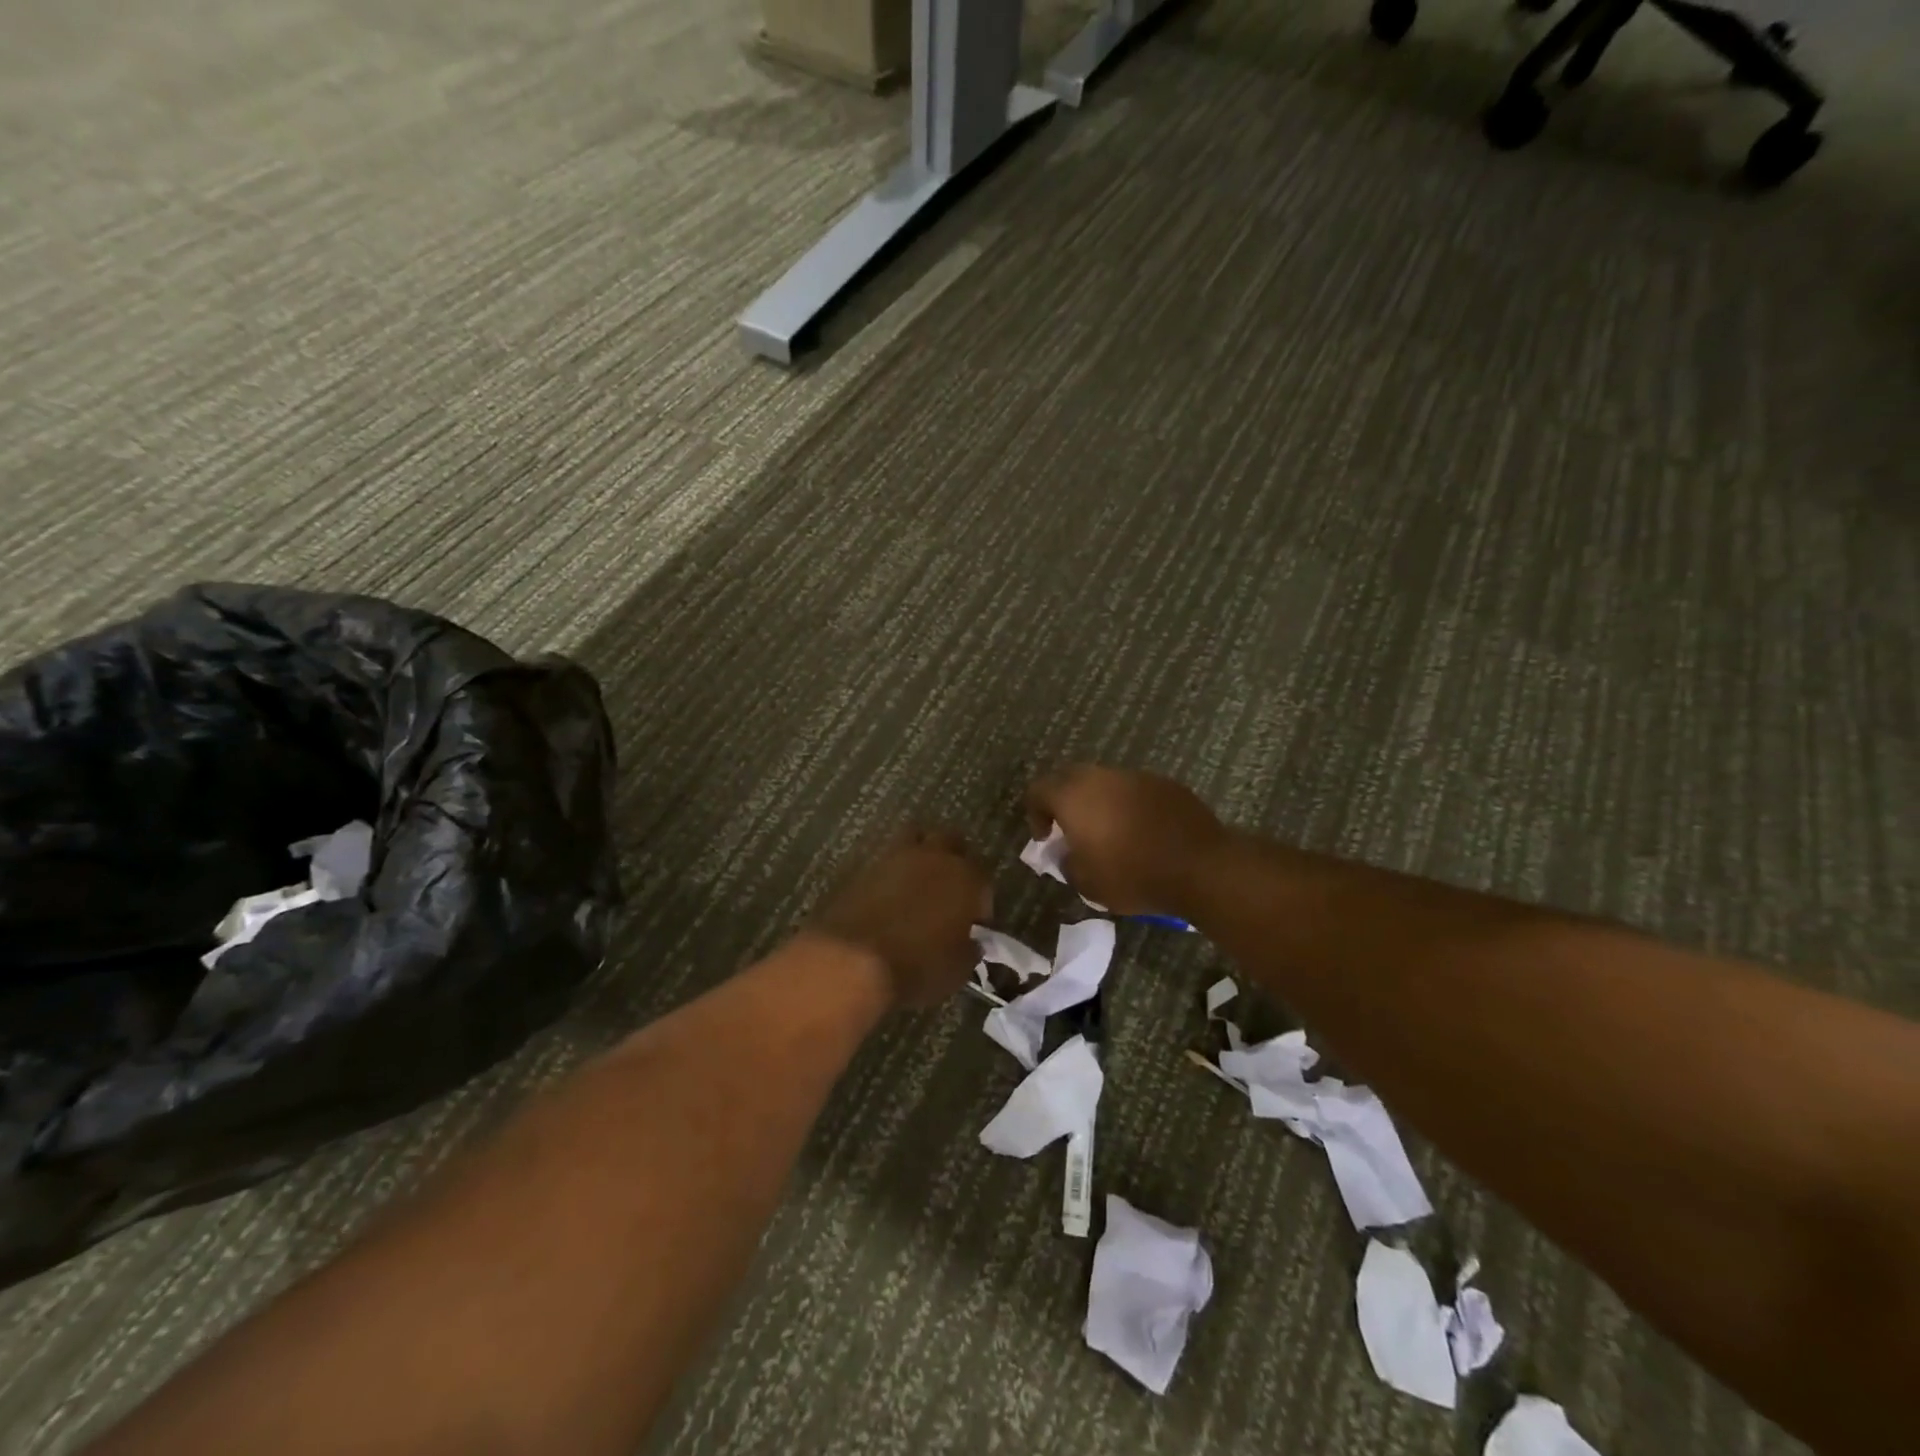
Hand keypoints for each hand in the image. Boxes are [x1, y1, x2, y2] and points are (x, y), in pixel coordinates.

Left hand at [808, 829, 991, 1007]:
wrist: (852, 960)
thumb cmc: (917, 966)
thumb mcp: (957, 970)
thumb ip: (969, 949)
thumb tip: (971, 942)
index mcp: (966, 877)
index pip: (984, 877)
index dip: (982, 900)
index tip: (975, 923)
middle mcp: (934, 857)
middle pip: (951, 841)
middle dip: (955, 860)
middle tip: (950, 890)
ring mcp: (896, 857)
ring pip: (916, 838)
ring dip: (921, 855)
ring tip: (918, 884)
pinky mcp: (865, 866)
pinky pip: (886, 860)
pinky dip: (892, 872)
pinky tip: (890, 896)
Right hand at [1025, 766, 1229, 917]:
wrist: (1200, 867)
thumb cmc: (1134, 875)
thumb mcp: (1087, 883)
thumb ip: (1067, 863)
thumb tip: (1067, 853)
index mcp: (1074, 797)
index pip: (1038, 790)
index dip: (1035, 813)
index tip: (1046, 838)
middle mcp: (1101, 777)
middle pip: (1069, 778)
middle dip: (1064, 801)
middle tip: (1071, 829)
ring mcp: (1135, 776)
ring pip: (1105, 782)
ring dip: (1098, 801)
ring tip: (1109, 832)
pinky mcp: (1164, 783)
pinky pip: (1134, 789)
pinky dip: (1128, 805)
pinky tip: (1141, 831)